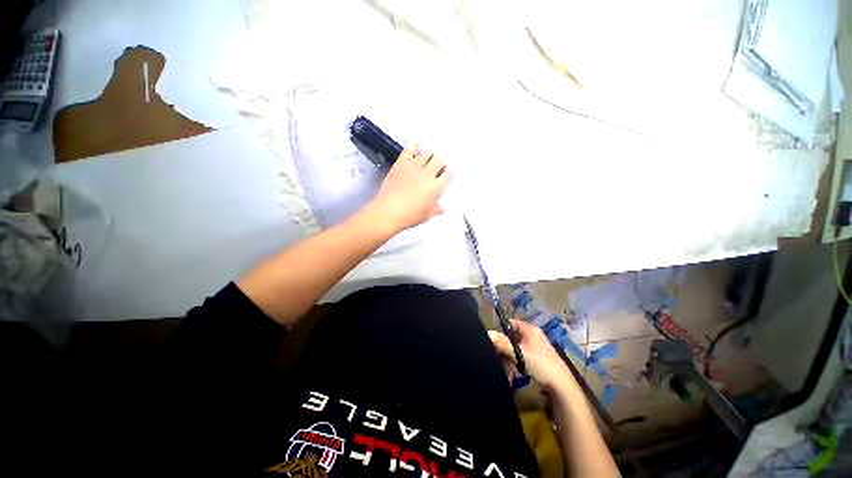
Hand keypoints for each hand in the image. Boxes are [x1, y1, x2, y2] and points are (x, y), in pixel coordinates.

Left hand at [365, 141, 452, 233]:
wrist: (389, 210)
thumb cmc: (410, 215)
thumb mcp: (427, 215)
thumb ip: (436, 209)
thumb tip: (443, 208)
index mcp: (436, 186)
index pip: (448, 175)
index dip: (448, 175)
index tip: (446, 176)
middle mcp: (428, 173)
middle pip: (439, 160)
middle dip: (441, 163)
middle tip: (437, 167)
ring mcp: (414, 166)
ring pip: (426, 153)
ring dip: (429, 155)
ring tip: (428, 158)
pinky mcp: (401, 163)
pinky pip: (409, 149)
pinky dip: (414, 143)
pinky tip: (417, 140)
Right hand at [488, 320, 574, 391]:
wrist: (561, 385)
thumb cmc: (540, 364)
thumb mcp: (519, 353)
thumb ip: (503, 343)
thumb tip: (488, 332)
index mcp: (530, 329)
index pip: (511, 323)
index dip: (501, 331)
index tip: (495, 342)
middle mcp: (533, 334)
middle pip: (513, 335)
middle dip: (506, 346)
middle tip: (501, 357)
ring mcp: (536, 345)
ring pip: (517, 346)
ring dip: (511, 355)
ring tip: (509, 366)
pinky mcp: (538, 355)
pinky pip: (522, 353)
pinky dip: (517, 360)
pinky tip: (516, 369)